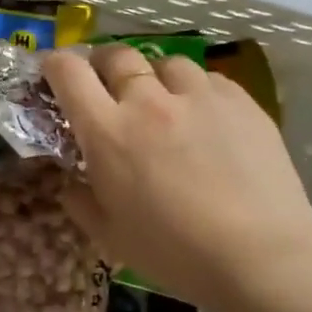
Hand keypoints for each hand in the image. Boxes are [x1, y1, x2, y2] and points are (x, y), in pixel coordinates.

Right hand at [43, 44, 311, 311]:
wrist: (258, 255)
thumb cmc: (172, 251)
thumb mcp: (108, 234)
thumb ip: (80, 201)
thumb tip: (71, 182)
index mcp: (107, 132)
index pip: (69, 74)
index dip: (55, 65)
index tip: (53, 72)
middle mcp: (148, 101)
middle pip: (117, 56)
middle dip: (102, 64)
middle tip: (105, 85)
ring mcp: (199, 97)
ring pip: (165, 63)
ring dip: (153, 76)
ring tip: (161, 99)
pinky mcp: (242, 101)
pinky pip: (208, 79)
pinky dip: (195, 90)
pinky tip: (203, 116)